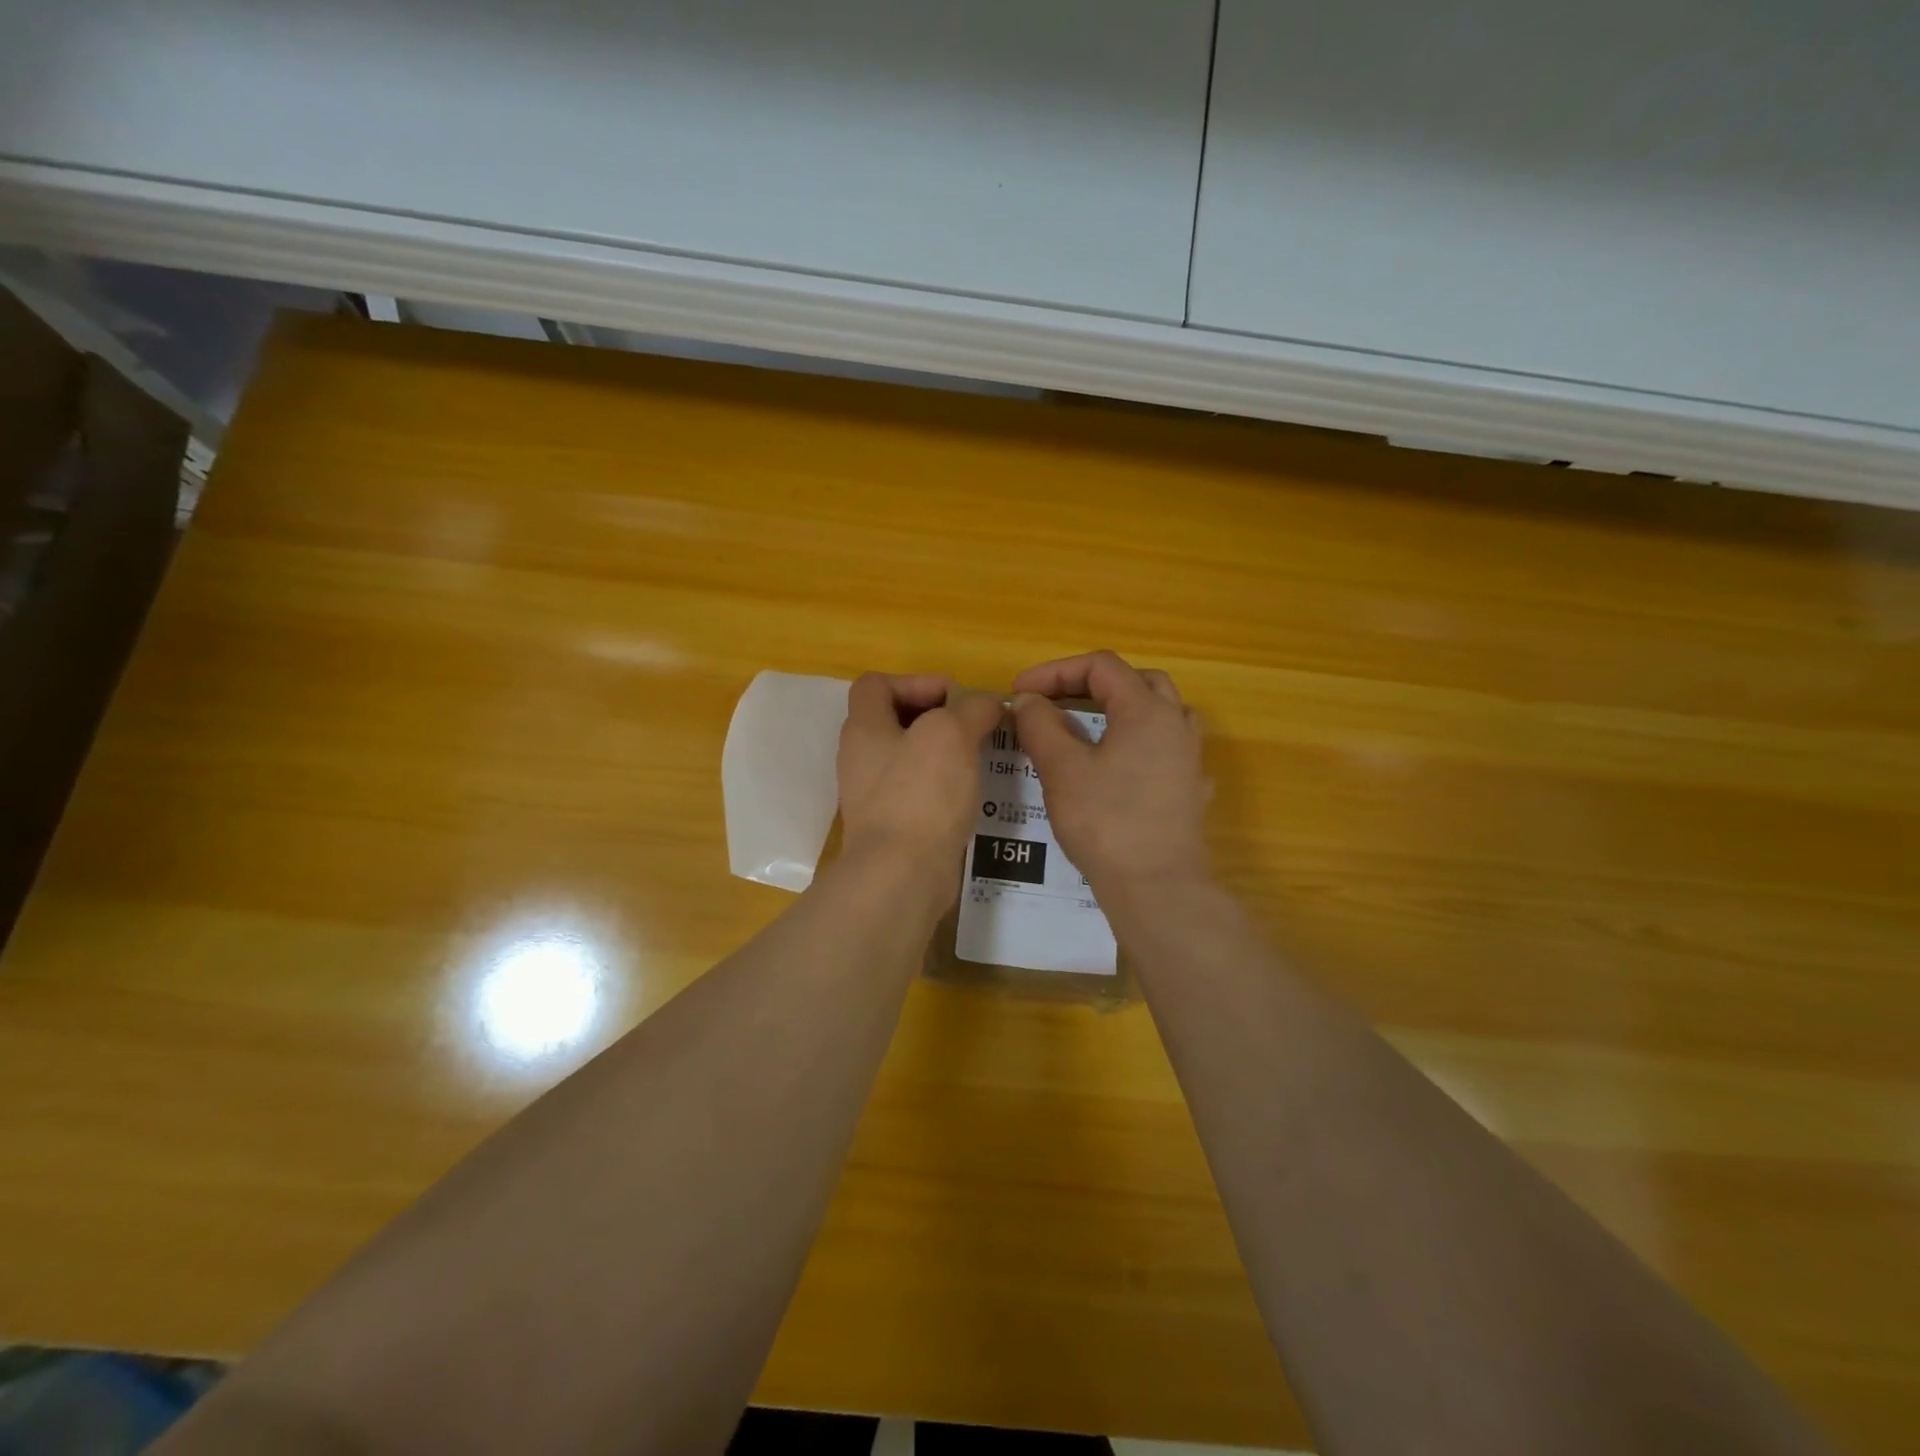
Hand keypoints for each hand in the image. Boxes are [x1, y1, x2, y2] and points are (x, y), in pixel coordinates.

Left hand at [837, 673, 1001, 896]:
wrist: (902, 875)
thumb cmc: (921, 794)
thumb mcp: (952, 734)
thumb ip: (972, 708)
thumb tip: (987, 704)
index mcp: (864, 728)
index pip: (876, 684)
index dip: (916, 681)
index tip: (954, 699)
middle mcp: (861, 758)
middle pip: (895, 720)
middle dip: (937, 717)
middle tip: (974, 727)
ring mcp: (873, 795)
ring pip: (910, 757)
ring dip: (945, 753)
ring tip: (981, 757)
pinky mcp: (891, 826)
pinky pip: (918, 792)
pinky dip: (944, 786)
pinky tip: (972, 794)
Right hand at [1010, 651, 1208, 901]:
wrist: (1157, 887)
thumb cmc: (1106, 822)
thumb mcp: (1062, 769)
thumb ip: (1041, 725)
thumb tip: (1028, 701)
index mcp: (1146, 710)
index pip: (1101, 667)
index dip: (1055, 671)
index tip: (1020, 691)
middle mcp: (1175, 724)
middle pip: (1136, 681)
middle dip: (1090, 684)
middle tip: (1054, 702)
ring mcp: (1189, 758)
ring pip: (1158, 712)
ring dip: (1120, 709)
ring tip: (1087, 726)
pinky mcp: (1190, 789)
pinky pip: (1164, 747)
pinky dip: (1136, 742)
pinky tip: (1117, 766)